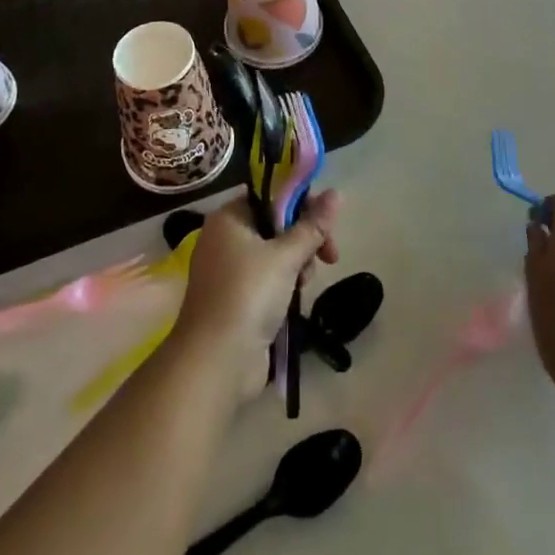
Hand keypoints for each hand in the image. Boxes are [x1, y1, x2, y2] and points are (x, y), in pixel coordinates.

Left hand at [172, 189, 340, 397]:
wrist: (216, 361)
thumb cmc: (248, 294)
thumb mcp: (286, 256)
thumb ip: (312, 225)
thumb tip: (337, 193)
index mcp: (229, 217)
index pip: (271, 195)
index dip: (302, 204)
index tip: (326, 222)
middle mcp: (224, 238)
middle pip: (275, 224)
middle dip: (304, 238)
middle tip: (328, 256)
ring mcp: (227, 270)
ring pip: (273, 252)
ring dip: (297, 263)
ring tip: (305, 283)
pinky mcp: (234, 298)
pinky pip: (266, 278)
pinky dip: (284, 283)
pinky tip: (296, 297)